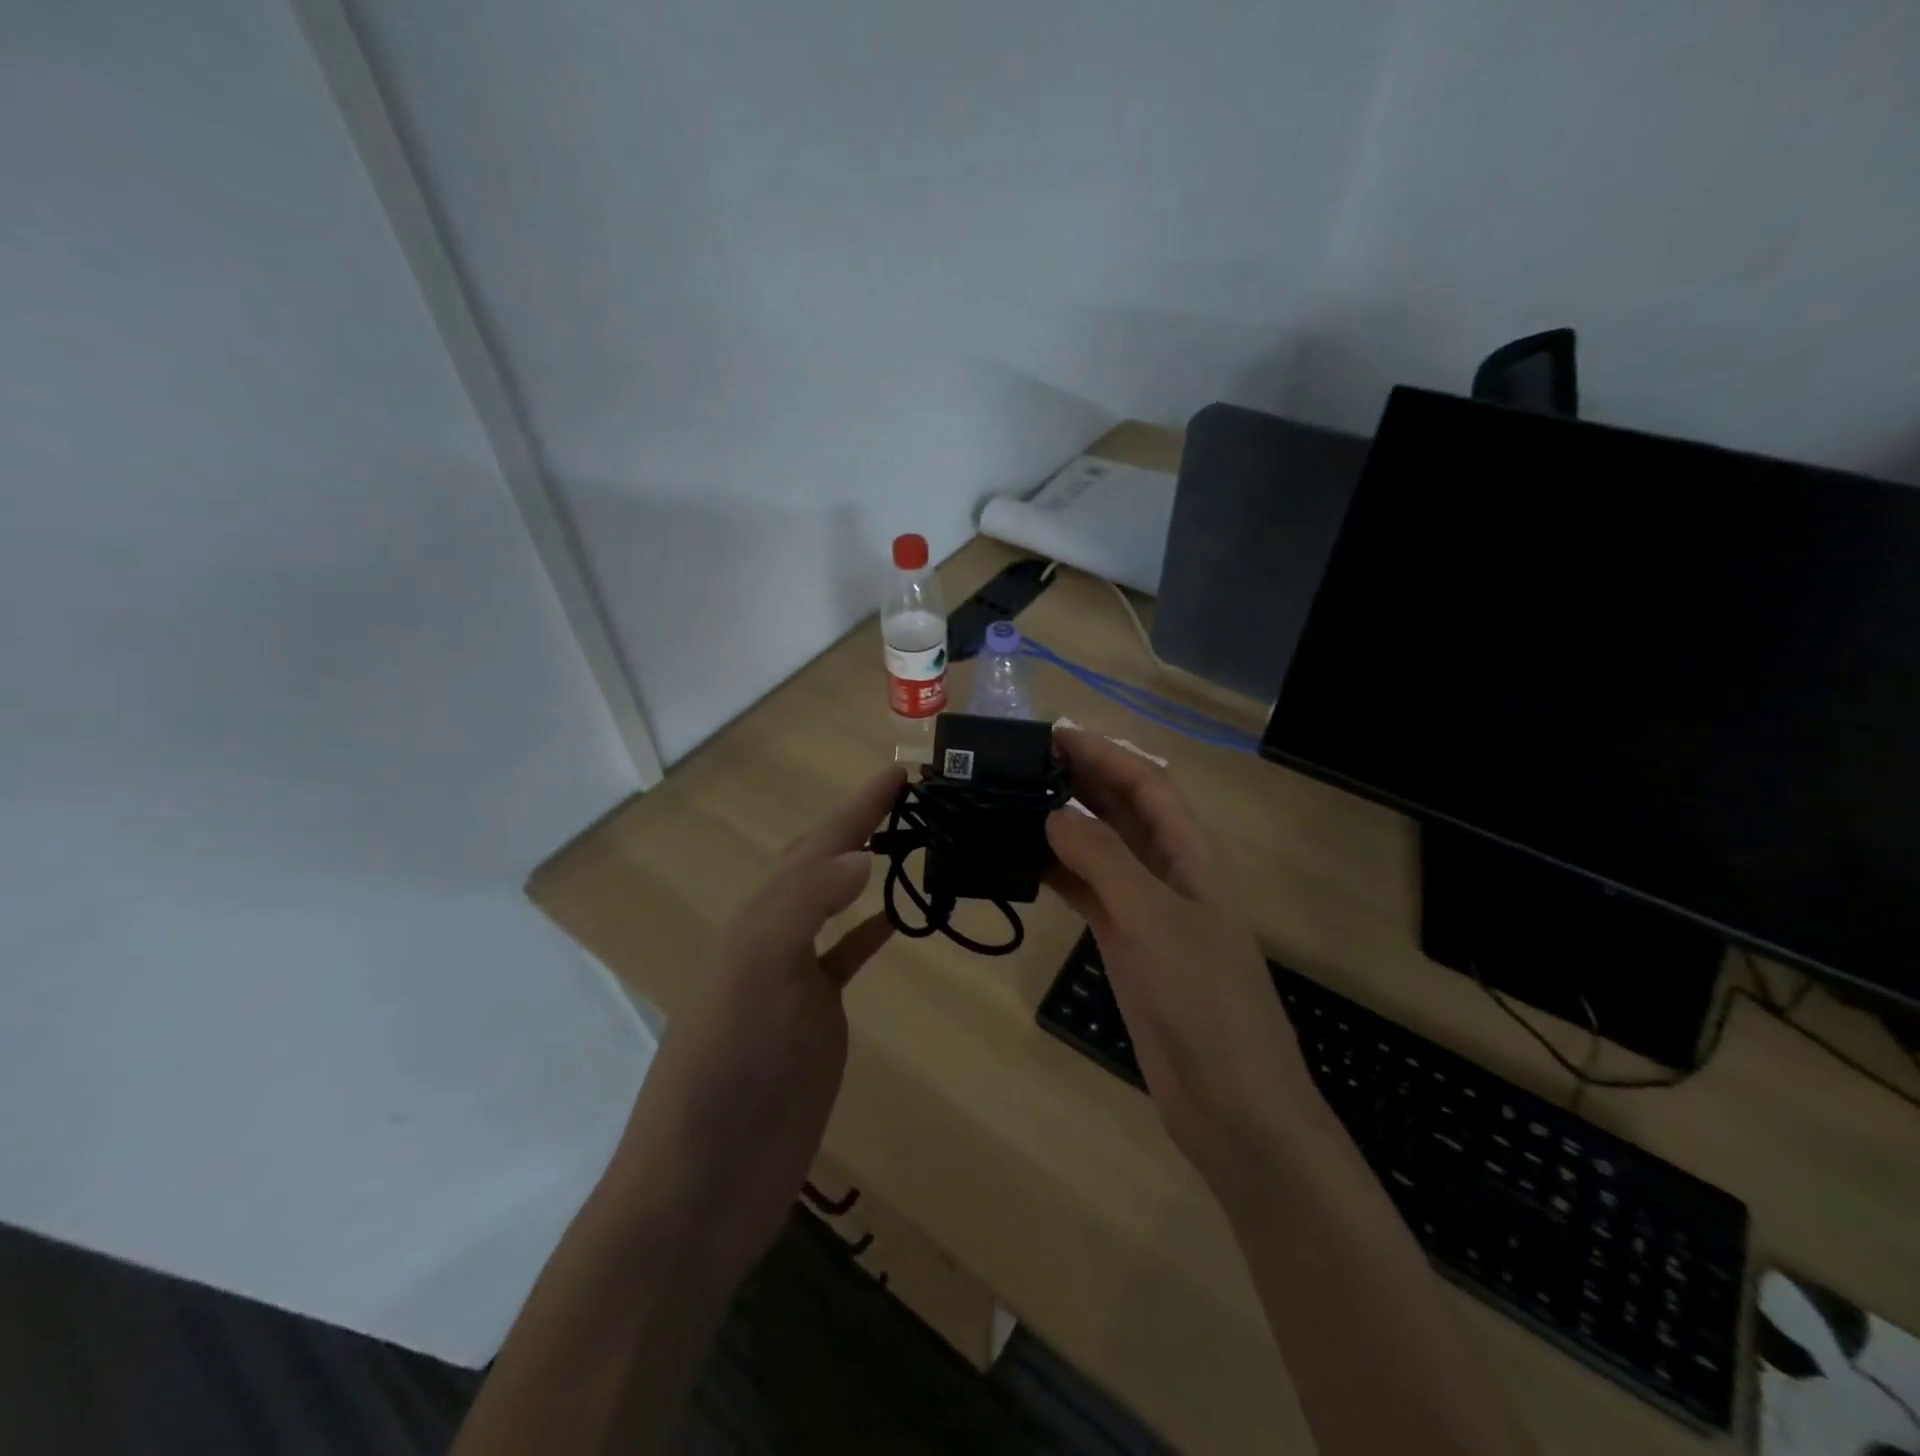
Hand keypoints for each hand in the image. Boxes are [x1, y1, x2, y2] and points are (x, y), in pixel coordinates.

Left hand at [604, 764, 905, 1281]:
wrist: (704, 1184)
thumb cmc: (725, 1072)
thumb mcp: (755, 976)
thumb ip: (803, 908)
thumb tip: (862, 855)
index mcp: (758, 920)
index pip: (815, 846)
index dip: (856, 807)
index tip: (899, 770)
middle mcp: (774, 939)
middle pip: (822, 865)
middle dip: (861, 825)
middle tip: (911, 795)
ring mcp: (796, 981)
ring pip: (836, 906)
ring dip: (867, 870)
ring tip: (909, 842)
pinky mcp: (816, 1021)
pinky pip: (847, 957)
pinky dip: (872, 931)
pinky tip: (896, 919)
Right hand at [1045, 730, 1318, 1185]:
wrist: (1228, 1099)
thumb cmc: (1202, 999)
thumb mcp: (1153, 919)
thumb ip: (1104, 861)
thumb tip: (1054, 814)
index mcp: (1191, 854)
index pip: (1147, 783)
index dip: (1105, 753)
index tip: (1053, 735)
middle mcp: (1168, 871)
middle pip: (1122, 810)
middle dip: (1080, 780)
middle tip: (1021, 763)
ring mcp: (1145, 909)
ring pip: (1100, 850)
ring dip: (1063, 824)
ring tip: (1012, 803)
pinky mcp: (1124, 942)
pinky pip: (1087, 892)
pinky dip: (1057, 873)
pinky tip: (1022, 862)